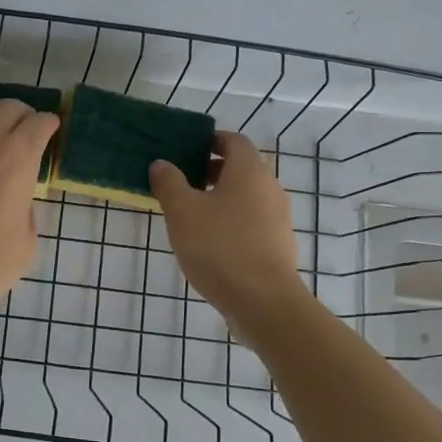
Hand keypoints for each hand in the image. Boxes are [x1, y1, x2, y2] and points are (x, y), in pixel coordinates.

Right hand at [150, 131, 306, 329]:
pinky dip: (233, 221)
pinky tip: (212, 243)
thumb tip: (162, 163)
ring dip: (223, 198)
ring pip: (248, 196)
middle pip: (243, 168)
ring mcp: (279, 218)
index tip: (188, 149)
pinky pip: (254, 221)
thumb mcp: (182, 212)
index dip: (212, 140)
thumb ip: (169, 183)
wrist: (263, 301)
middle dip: (214, 171)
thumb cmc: (219, 247)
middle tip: (184, 181)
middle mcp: (270, 188)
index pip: (234, 141)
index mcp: (249, 171)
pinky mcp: (278, 245)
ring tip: (193, 215)